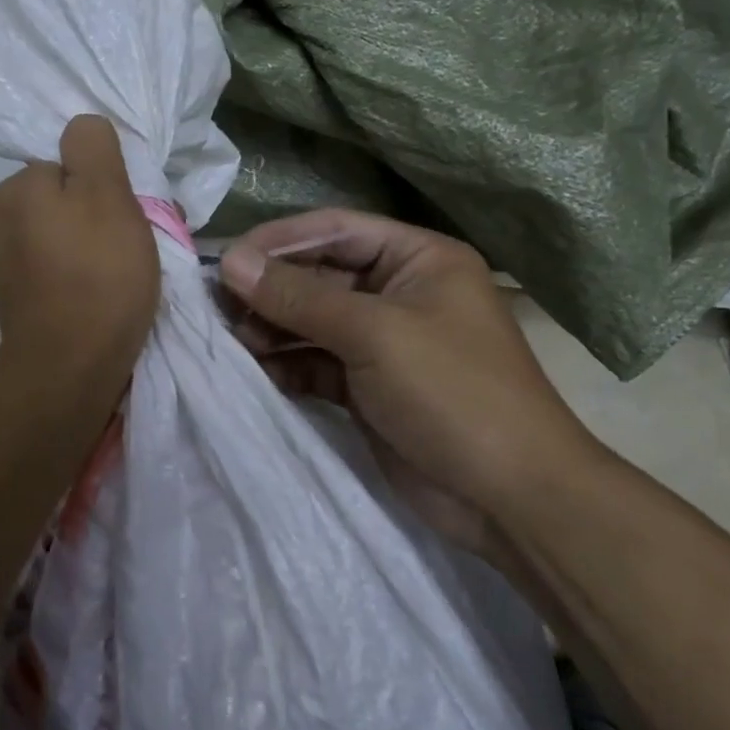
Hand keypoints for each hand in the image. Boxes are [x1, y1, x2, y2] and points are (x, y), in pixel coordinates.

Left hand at [0, 115, 159, 408]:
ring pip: (73, 234)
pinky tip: (110, 297)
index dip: (110, 183)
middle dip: (109, 215)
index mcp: (20, 188)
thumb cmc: (96, 277)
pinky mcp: (26, 298)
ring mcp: (13, 262)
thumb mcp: (105, 194)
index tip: (134, 211)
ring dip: (103, 246)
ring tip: (131, 274)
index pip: (74, 163)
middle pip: (73, 199)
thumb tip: (81, 126)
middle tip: (140, 245)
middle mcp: (6, 219)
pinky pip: (66, 268)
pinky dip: (89, 275)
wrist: (69, 372)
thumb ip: (93, 148)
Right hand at [220, 209, 602, 552]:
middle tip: (219, 305)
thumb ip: (297, 296)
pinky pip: (316, 360)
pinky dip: (287, 363)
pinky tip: (257, 369)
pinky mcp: (368, 386)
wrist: (510, 499)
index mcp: (418, 259)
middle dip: (271, 289)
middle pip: (319, 275)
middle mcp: (400, 291)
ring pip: (313, 320)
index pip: (336, 230)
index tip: (228, 258)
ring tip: (234, 340)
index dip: (280, 240)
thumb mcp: (374, 333)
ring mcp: (383, 341)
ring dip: (273, 327)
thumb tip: (230, 260)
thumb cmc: (452, 392)